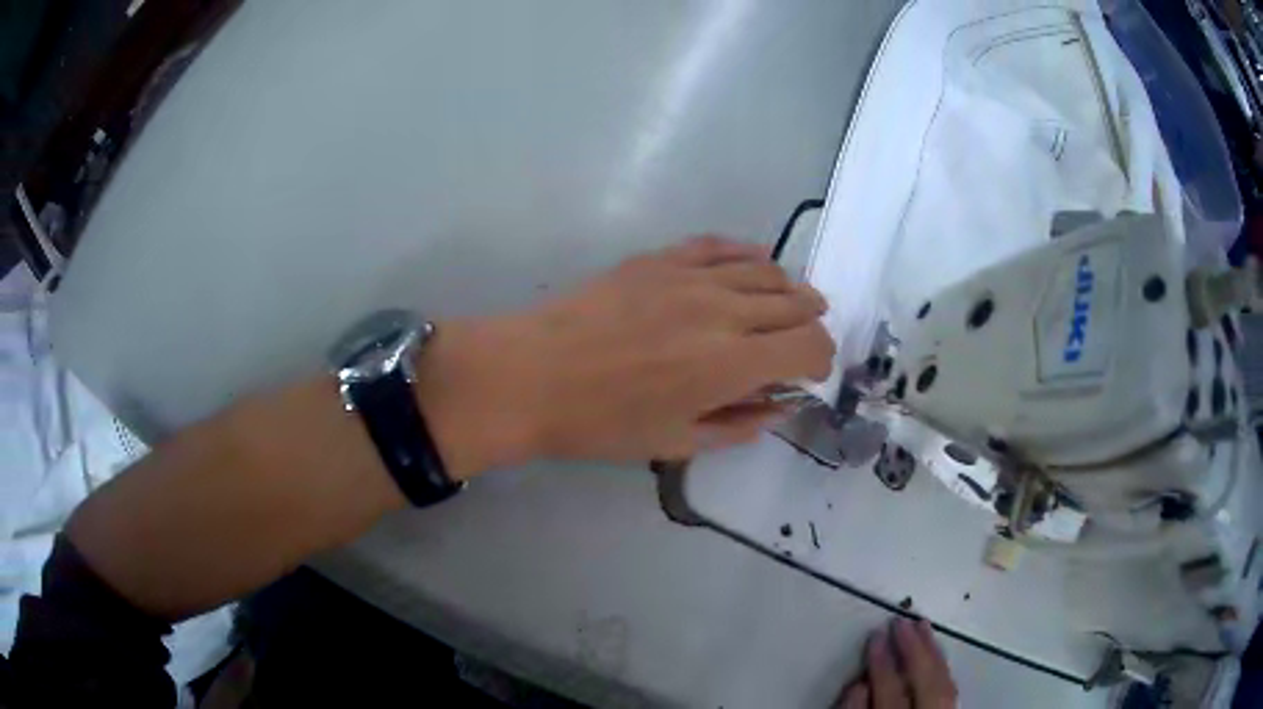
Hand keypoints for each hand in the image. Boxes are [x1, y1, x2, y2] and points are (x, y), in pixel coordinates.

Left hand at [416, 236, 834, 476]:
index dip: (821, 359)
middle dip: (812, 323)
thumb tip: (778, 407)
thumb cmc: (602, 422)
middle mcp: (724, 309)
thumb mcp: (676, 442)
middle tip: (804, 341)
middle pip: (795, 303)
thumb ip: (738, 425)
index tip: (812, 373)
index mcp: (732, 362)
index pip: (809, 346)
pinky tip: (754, 261)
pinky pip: (719, 245)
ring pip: (765, 269)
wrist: (533, 374)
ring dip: (788, 288)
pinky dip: (747, 254)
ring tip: (791, 302)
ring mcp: (691, 276)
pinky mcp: (660, 258)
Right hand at [836, 619, 957, 708]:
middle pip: (923, 678)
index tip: (874, 634)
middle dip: (913, 647)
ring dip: (932, 649)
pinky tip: (936, 651)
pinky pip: (952, 685)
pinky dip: (943, 665)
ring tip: (922, 624)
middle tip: (900, 619)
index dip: (881, 661)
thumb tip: (858, 683)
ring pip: (943, 678)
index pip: (890, 688)